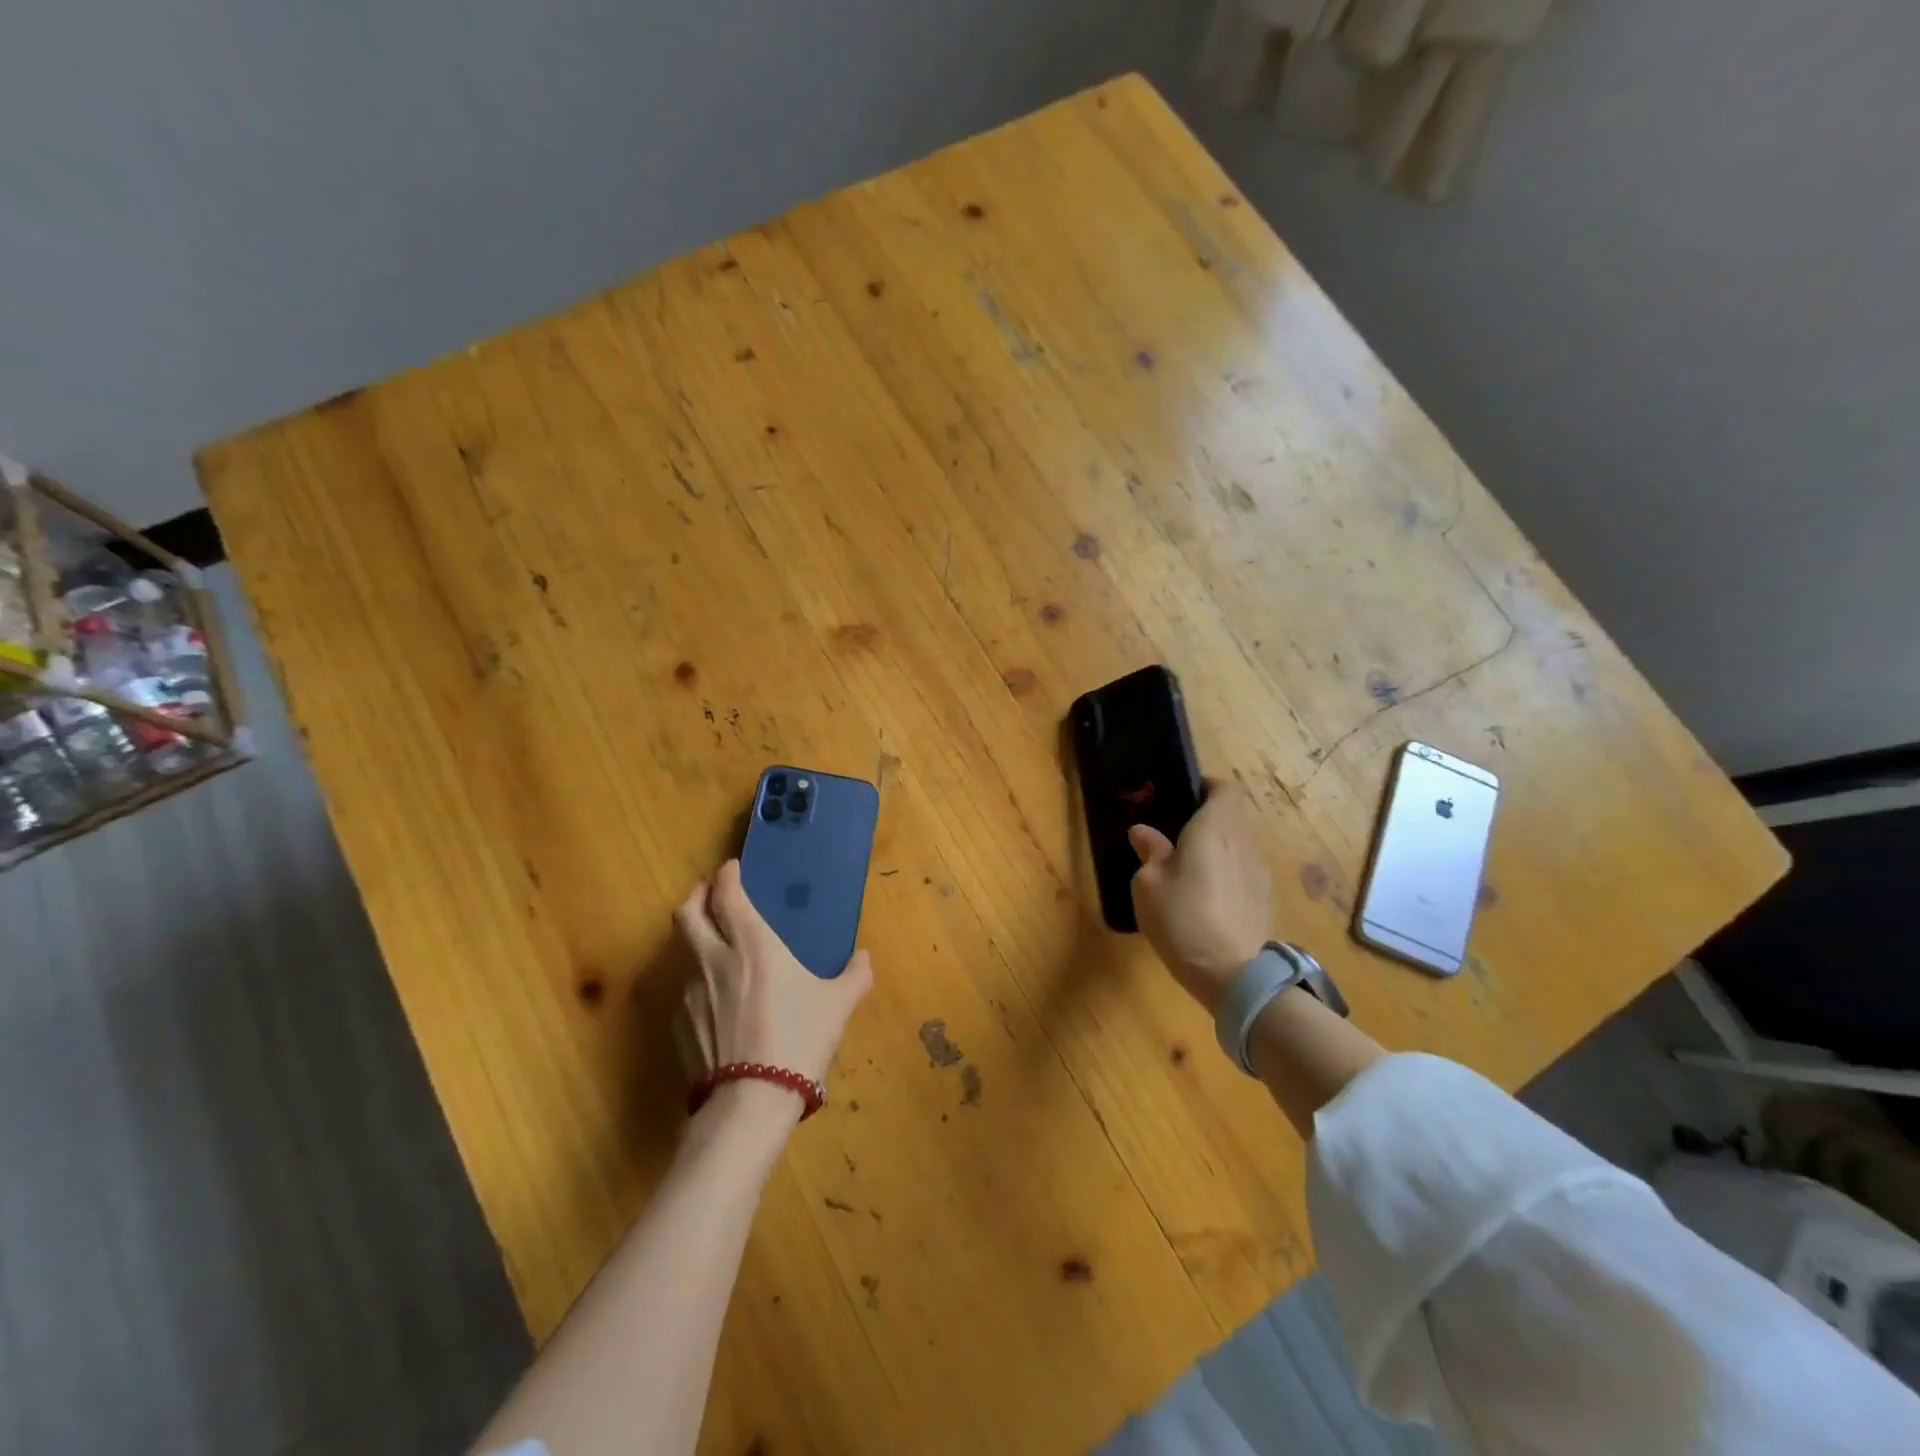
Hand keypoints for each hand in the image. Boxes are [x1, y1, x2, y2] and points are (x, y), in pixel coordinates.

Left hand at [672, 859, 872, 1113]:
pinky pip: (684, 987)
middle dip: (698, 896)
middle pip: (688, 912)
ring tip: (715, 946)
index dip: (727, 876)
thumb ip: (854, 975)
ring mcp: (690, 991)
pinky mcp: (678, 1023)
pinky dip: (696, 979)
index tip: (732, 869)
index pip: (727, 894)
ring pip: (682, 949)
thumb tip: (864, 958)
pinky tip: (715, 998)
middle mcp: (714, 958)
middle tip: (712, 896)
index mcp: (753, 944)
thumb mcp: (838, 1005)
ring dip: (695, 937)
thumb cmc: (799, 1039)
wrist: (749, 1101)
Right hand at [1128, 780, 1273, 1013]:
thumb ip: (1150, 852)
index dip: (1206, 787)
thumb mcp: (1148, 884)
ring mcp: (1260, 872)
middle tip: (1176, 836)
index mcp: (1215, 828)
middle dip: (1208, 820)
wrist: (1234, 974)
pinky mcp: (1266, 899)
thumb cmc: (1183, 918)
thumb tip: (1144, 832)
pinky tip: (1209, 900)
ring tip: (1190, 871)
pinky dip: (1229, 874)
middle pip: (1233, 815)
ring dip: (1219, 849)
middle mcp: (1244, 842)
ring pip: (1239, 845)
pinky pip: (1245, 872)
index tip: (1183, 798)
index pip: (1225, 788)